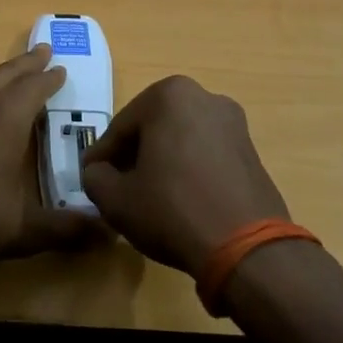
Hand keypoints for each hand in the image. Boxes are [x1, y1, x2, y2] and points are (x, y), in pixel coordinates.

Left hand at [0, 46, 104, 267]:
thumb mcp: (21, 229)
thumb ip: (65, 230)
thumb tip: (108, 233)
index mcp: (5, 120)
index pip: (34, 88)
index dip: (50, 78)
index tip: (61, 68)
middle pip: (5, 75)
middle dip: (26, 63)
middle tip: (41, 50)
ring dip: (0, 77)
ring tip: (10, 78)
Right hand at [80, 76, 289, 277]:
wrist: (247, 247)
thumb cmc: (172, 210)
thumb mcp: (115, 198)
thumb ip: (95, 177)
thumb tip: (99, 172)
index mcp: (168, 96)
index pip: (120, 127)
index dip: (102, 156)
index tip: (91, 178)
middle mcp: (204, 98)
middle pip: (152, 128)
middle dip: (134, 154)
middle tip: (117, 185)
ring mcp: (234, 123)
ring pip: (180, 139)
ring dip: (162, 161)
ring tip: (148, 195)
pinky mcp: (252, 151)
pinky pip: (206, 154)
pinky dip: (189, 170)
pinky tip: (180, 200)